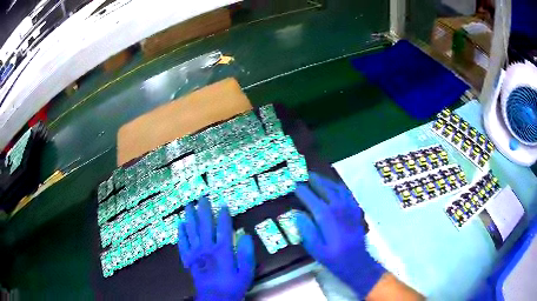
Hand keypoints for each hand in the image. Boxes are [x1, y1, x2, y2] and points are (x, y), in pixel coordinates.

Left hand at [177, 198, 254, 300]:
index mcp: (223, 250)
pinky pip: (183, 243)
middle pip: (205, 225)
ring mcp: (196, 253)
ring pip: (192, 231)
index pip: (223, 228)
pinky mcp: (188, 259)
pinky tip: (180, 224)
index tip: (223, 204)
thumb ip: (247, 254)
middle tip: (202, 197)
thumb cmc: (232, 285)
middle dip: (204, 210)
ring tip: (188, 205)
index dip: (223, 215)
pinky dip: (181, 233)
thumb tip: (246, 235)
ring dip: (190, 217)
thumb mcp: (246, 272)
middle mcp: (207, 248)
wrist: (215, 298)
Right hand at [294, 172, 385, 297]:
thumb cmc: (333, 257)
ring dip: (326, 181)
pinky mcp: (355, 210)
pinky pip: (347, 193)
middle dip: (314, 180)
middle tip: (305, 174)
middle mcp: (338, 207)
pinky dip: (339, 187)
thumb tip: (297, 214)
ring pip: (337, 188)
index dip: (301, 190)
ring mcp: (349, 207)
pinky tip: (335, 187)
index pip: (311, 198)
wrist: (356, 261)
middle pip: (325, 188)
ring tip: (317, 177)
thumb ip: (306, 229)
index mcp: (326, 216)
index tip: (294, 184)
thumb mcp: (315, 248)